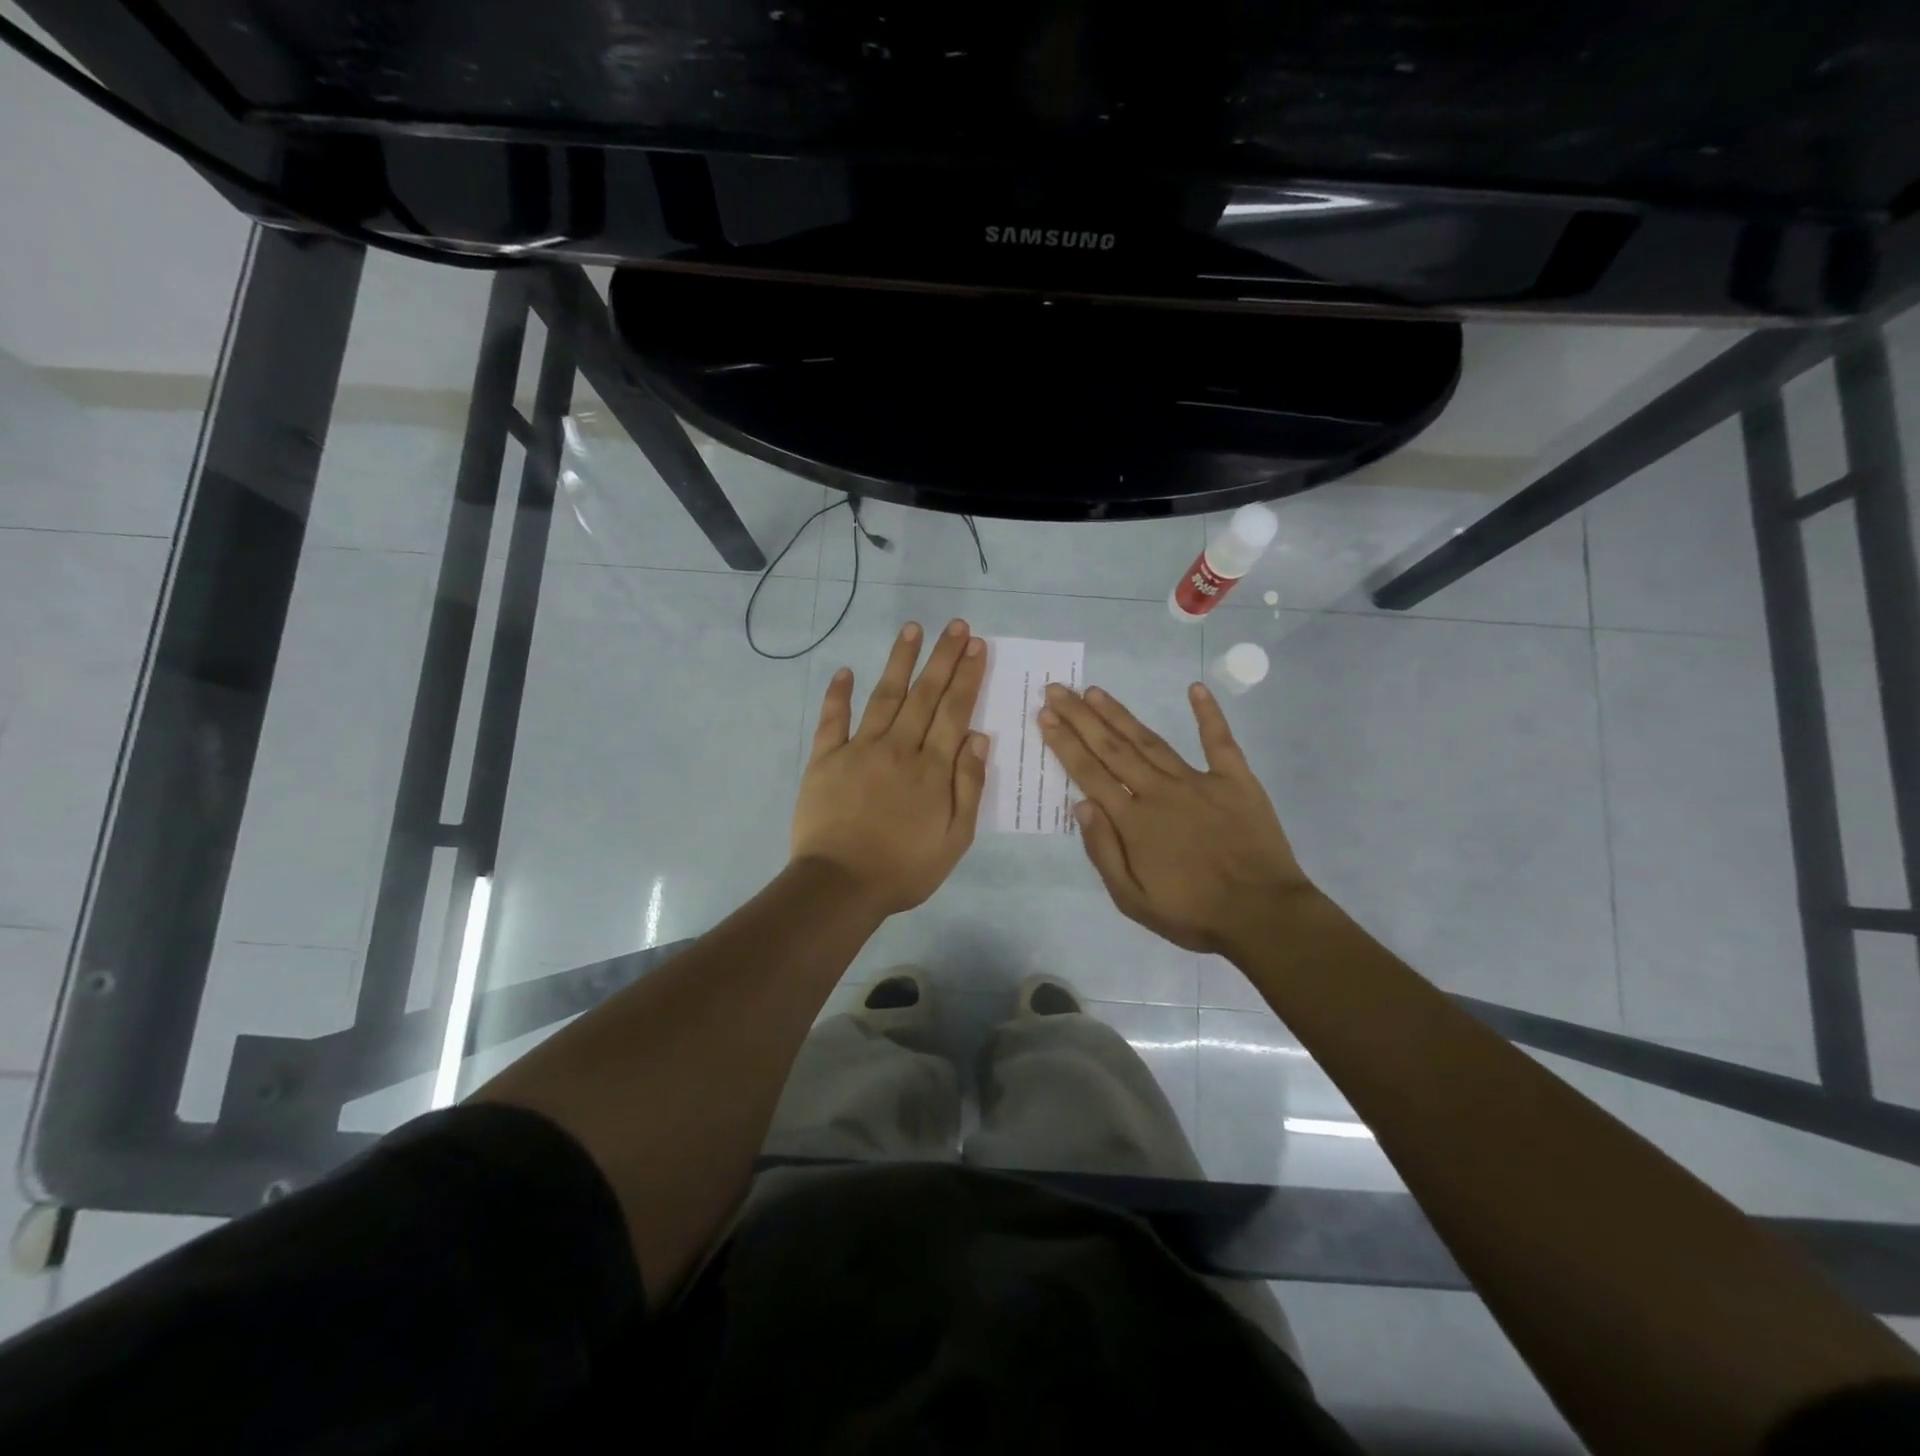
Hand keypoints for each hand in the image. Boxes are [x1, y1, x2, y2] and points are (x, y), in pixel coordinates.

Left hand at [792, 619, 990, 915]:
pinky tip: (845, 670)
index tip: (977, 646)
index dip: (967, 676)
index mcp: (932, 768)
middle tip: (956, 625)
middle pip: (925, 694)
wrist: (840, 886)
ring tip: (912, 629)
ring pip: (884, 696)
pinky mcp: (825, 759)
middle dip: (943, 657)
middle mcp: (899, 748)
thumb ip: (968, 785)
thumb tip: (978, 737)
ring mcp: (859, 749)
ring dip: (900, 661)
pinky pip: (833, 720)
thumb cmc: (905, 868)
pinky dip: (838, 694)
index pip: (954, 711)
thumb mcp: (955, 838)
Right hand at [1038, 681, 1316, 955]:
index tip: (1045, 716)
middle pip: (1112, 748)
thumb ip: (1103, 851)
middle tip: (1057, 689)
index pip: (1090, 773)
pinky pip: (1219, 741)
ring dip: (1120, 714)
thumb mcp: (1132, 899)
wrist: (1264, 916)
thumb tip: (1082, 805)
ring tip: (1095, 691)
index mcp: (1133, 821)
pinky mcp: (1236, 780)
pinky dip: (1209, 713)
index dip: (1065, 743)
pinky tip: (1196, 687)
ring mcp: (1199, 781)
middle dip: (1081, 717)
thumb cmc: (1193, 913)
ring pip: (1150, 740)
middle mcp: (1159, 791)